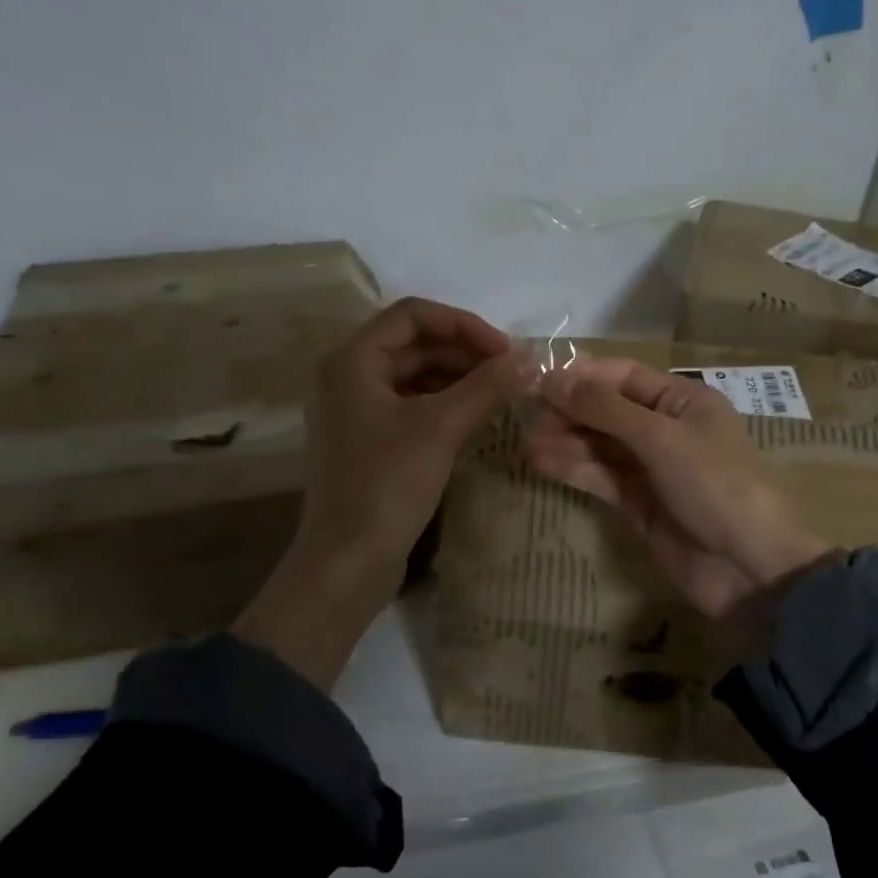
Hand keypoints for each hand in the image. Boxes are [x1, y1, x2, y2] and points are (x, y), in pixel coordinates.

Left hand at [234, 297, 534, 686]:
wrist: (346, 563)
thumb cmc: (387, 486)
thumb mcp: (440, 429)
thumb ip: (486, 387)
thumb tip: (531, 357)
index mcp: (352, 361)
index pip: (413, 315)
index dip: (464, 324)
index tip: (506, 351)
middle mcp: (347, 377)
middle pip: (414, 344)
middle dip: (464, 352)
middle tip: (511, 372)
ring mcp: (355, 411)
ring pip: (414, 376)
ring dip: (457, 378)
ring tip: (501, 394)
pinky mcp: (367, 441)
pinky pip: (410, 406)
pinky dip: (444, 405)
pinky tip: (476, 419)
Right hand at [521, 359, 834, 621]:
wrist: (751, 568)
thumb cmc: (716, 486)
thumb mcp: (662, 438)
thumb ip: (606, 410)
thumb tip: (553, 379)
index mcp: (683, 401)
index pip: (623, 376)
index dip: (582, 377)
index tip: (537, 382)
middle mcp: (665, 429)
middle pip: (607, 410)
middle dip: (569, 411)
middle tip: (526, 416)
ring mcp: (651, 469)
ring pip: (600, 446)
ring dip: (565, 442)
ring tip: (526, 444)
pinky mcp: (638, 505)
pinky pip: (601, 478)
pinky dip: (573, 470)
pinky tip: (542, 463)